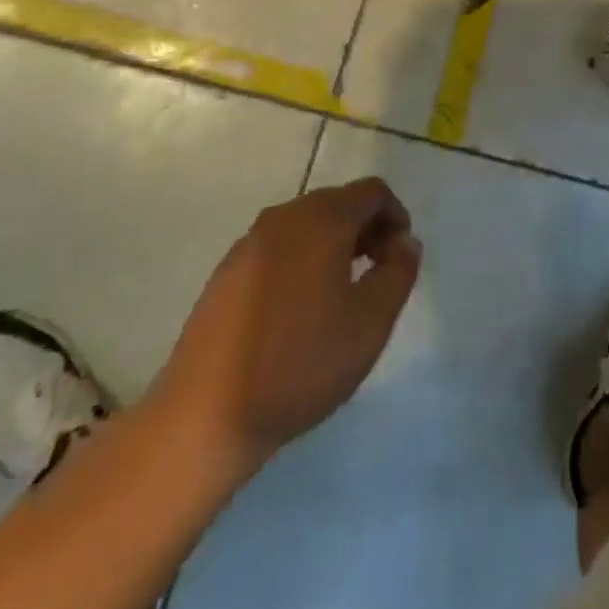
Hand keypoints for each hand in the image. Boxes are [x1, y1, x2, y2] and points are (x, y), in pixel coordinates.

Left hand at [151, 178, 420, 481]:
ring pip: (307, 226)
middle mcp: (283, 217)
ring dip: (335, 246)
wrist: (204, 415)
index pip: (372, 192)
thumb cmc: (300, 363)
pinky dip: (302, 261)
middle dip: (367, 230)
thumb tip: (404, 243)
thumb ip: (399, 272)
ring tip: (342, 296)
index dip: (396, 216)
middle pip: (338, 203)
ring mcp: (249, 244)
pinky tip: (300, 311)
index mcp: (321, 219)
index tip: (400, 258)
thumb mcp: (371, 322)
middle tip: (378, 276)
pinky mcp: (226, 273)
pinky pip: (279, 249)